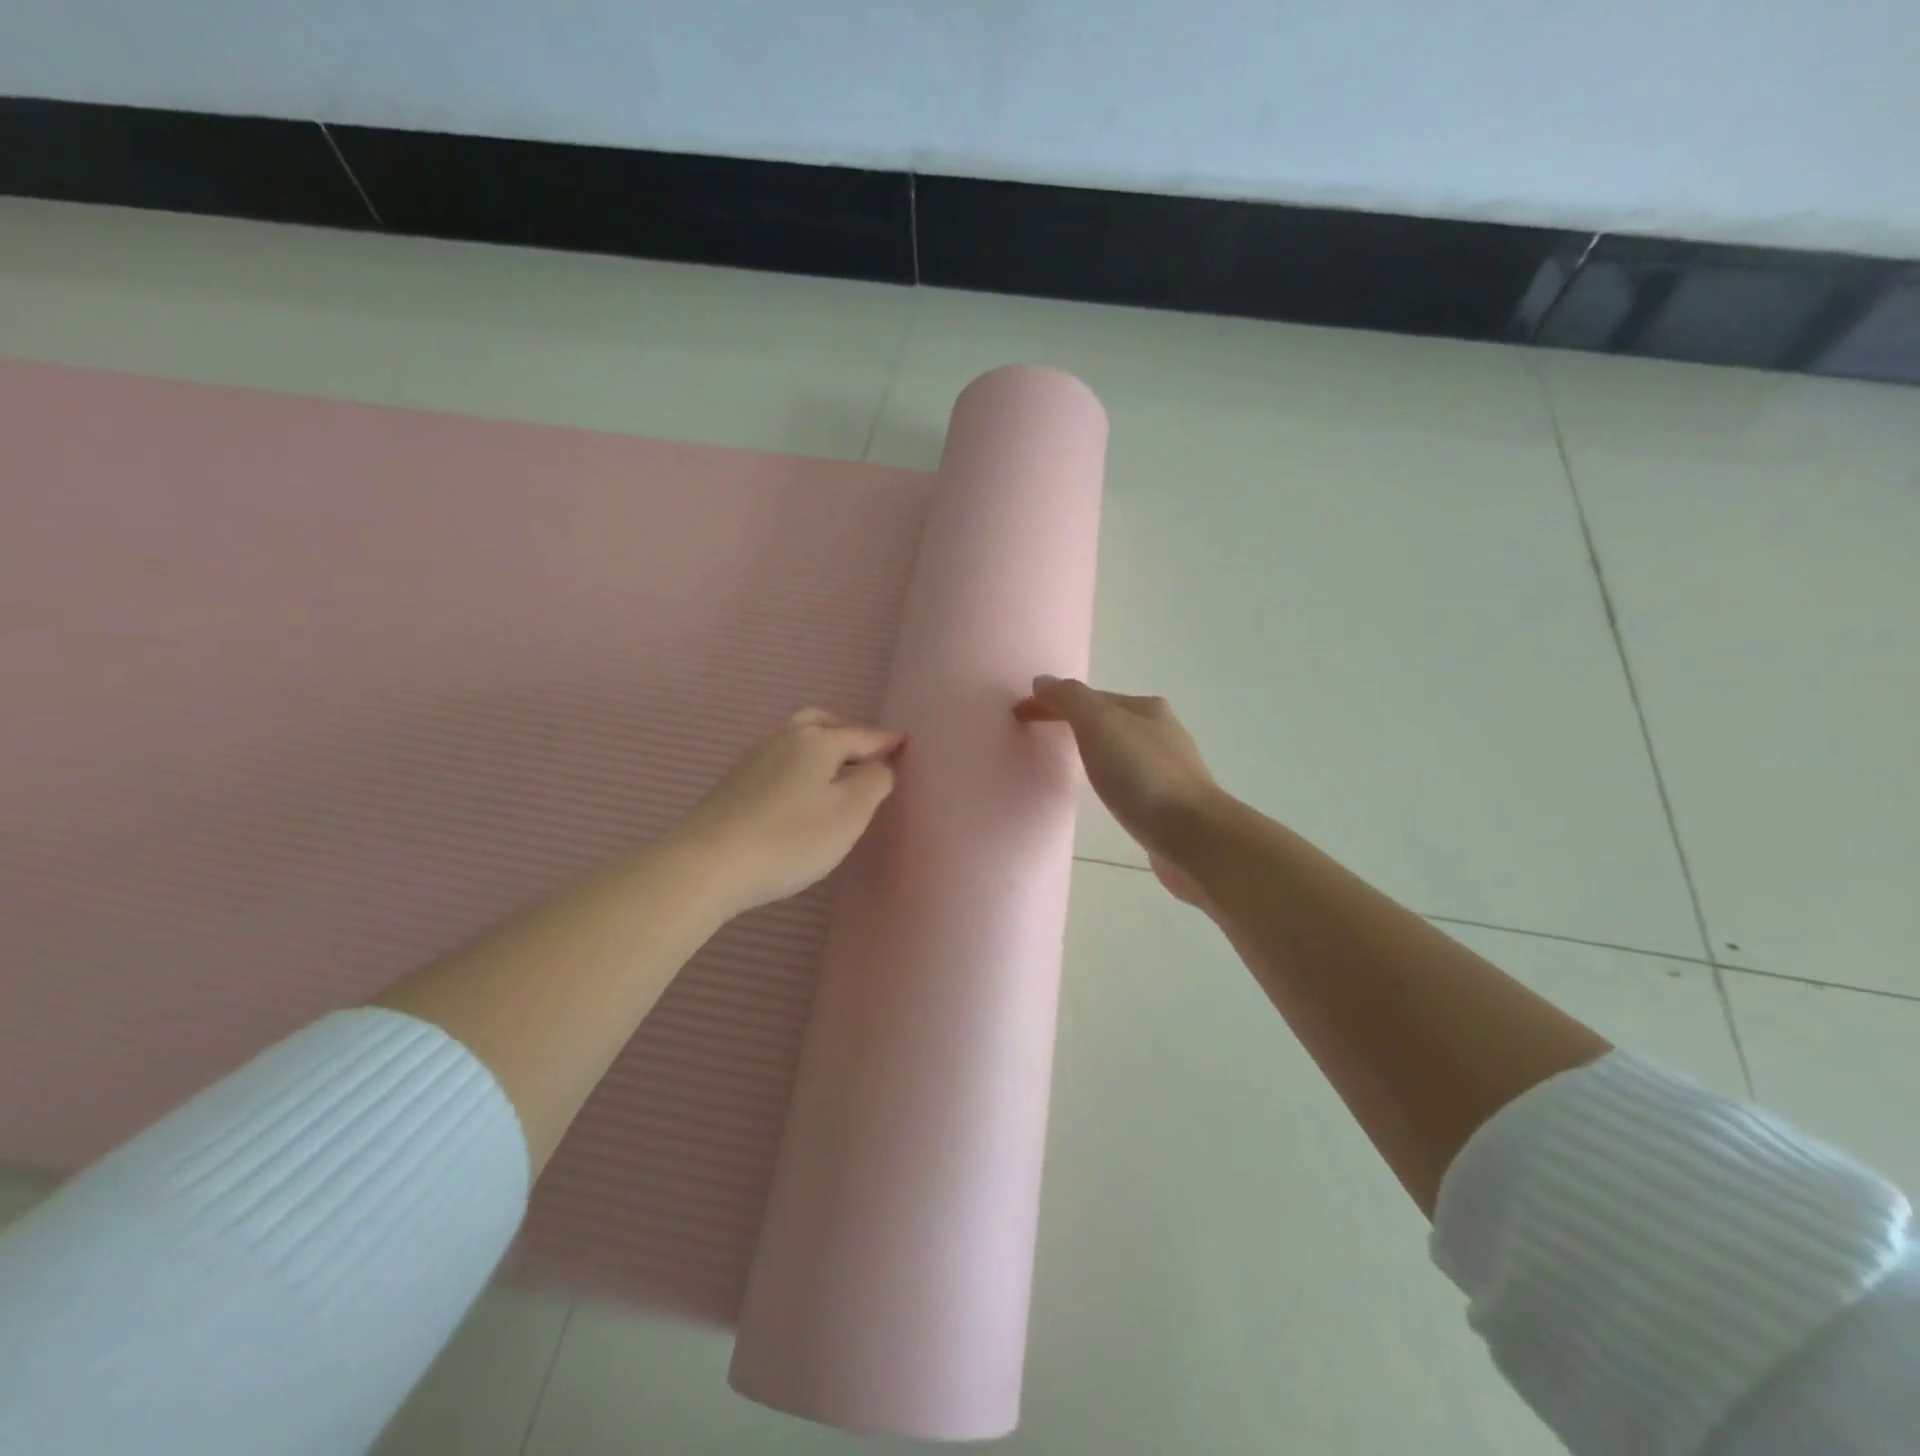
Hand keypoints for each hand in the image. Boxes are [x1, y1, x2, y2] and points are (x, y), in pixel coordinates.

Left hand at [673, 709, 902, 915]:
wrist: (708, 864)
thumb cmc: (791, 838)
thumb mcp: (849, 813)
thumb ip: (874, 782)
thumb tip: (879, 765)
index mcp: (817, 742)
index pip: (861, 735)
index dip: (885, 740)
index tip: (903, 742)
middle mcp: (783, 739)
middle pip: (820, 723)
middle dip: (846, 733)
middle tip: (864, 754)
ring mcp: (753, 759)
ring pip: (794, 740)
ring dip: (818, 748)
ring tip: (833, 775)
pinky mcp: (733, 784)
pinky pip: (776, 761)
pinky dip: (796, 766)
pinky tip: (797, 794)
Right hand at [1014, 677, 1218, 904]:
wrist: (1195, 837)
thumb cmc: (1143, 777)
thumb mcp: (1100, 726)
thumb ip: (1070, 700)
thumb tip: (1043, 681)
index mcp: (1145, 708)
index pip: (1088, 696)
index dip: (1051, 701)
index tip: (1019, 714)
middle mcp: (1161, 731)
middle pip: (1107, 720)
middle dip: (1073, 722)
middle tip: (1040, 737)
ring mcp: (1170, 768)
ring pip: (1120, 749)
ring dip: (1094, 750)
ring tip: (1069, 766)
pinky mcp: (1170, 803)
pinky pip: (1131, 779)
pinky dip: (1111, 777)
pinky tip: (1107, 794)